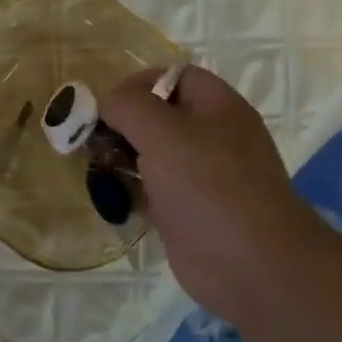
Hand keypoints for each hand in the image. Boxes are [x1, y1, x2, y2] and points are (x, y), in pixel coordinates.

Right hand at [102, 66, 316, 319]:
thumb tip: (108, 103)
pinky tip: (108, 199)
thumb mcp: (163, 132)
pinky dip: (129, 192)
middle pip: (158, 116)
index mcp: (217, 107)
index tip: (106, 106)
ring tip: (94, 169)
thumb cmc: (208, 186)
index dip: (138, 84)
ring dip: (120, 158)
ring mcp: (200, 177)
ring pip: (151, 155)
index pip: (173, 76)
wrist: (250, 264)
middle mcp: (211, 137)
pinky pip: (152, 191)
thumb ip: (128, 106)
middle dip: (122, 124)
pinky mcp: (187, 212)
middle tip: (92, 141)